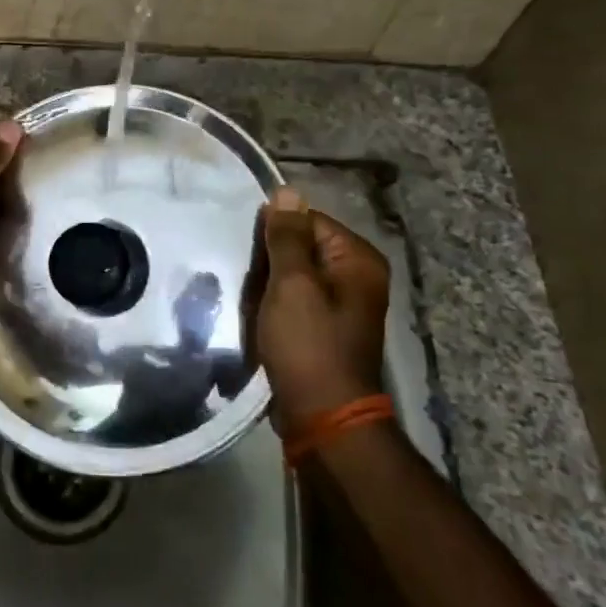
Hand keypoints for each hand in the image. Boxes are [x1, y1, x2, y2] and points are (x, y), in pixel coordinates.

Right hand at [256, 187, 390, 433]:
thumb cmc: (308, 344)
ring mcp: (341, 305)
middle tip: (248, 280)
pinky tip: (256, 315)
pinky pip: (293, 300)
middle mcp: (356, 277)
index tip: (249, 253)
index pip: (308, 220)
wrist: (322, 415)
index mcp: (358, 259)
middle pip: (301, 247)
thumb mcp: (293, 284)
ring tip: (249, 299)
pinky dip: (273, 304)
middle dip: (270, 261)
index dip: (274, 233)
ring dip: (267, 284)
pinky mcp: (323, 327)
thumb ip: (288, 237)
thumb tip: (287, 191)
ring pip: (292, 275)